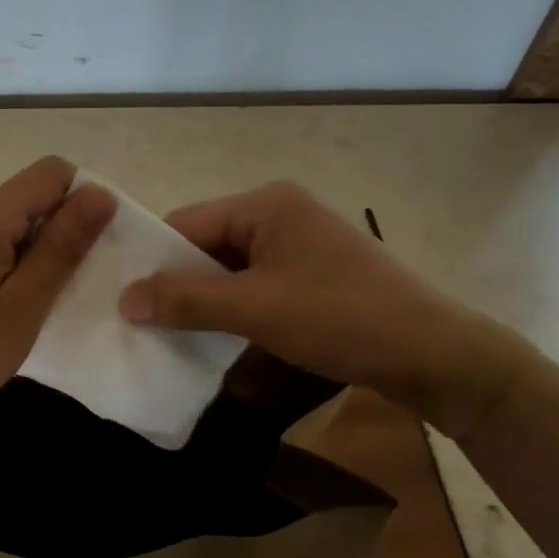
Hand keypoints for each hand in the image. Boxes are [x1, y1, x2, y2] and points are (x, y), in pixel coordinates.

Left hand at [0, 157, 115, 442]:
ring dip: (28, 254)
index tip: (90, 250)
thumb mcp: (23, 306)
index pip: (51, 173)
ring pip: (4, 223)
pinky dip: (0, 264)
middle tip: (62, 293)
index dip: (82, 201)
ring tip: (26, 308)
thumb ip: (62, 247)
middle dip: (55, 234)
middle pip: (26, 198)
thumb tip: (99, 194)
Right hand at [117, 181, 532, 432]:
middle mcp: (281, 211)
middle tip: (140, 318)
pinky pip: (257, 281)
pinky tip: (215, 333)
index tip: (121, 296)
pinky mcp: (315, 272)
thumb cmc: (341, 318)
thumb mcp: (255, 309)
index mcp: (266, 203)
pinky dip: (234, 304)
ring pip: (231, 265)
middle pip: (208, 241)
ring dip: (205, 296)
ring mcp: (301, 242)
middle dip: (178, 280)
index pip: (187, 222)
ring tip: (169, 330)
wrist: (437, 354)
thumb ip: (186, 300)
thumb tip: (124, 299)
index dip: (153, 259)